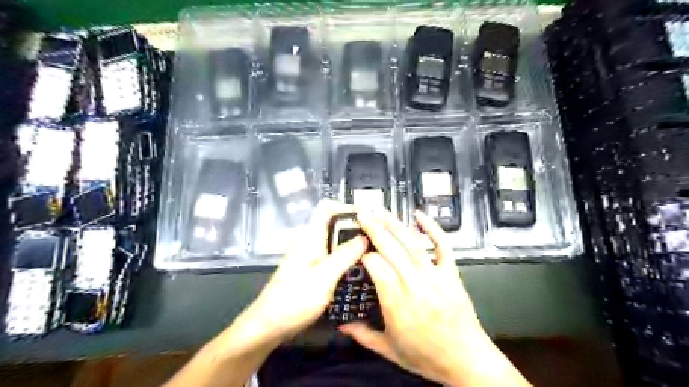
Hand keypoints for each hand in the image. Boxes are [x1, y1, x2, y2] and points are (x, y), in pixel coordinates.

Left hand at [234, 199, 367, 346]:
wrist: (269, 325)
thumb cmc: (294, 301)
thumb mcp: (323, 278)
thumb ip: (344, 256)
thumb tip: (364, 237)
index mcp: (310, 238)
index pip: (327, 208)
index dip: (347, 207)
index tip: (369, 216)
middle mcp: (310, 242)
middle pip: (333, 223)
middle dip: (355, 226)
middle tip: (378, 236)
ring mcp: (310, 255)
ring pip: (334, 240)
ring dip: (352, 242)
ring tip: (374, 250)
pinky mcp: (311, 268)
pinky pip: (332, 254)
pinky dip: (346, 255)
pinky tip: (358, 267)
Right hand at [341, 210, 528, 385]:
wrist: (466, 360)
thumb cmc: (426, 356)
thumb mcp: (389, 350)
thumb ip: (362, 334)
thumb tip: (341, 324)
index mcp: (396, 300)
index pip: (374, 265)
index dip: (363, 255)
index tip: (357, 253)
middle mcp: (413, 282)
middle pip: (389, 247)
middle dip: (373, 228)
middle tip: (362, 214)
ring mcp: (434, 274)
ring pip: (411, 242)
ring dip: (394, 223)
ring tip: (381, 210)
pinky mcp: (450, 272)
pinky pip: (442, 245)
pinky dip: (432, 228)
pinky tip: (419, 214)